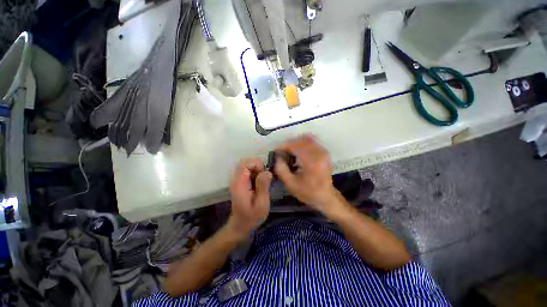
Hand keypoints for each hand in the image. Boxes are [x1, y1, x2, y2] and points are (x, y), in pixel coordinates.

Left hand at [227, 158, 272, 240]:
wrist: (240, 225)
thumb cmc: (251, 217)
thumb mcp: (261, 204)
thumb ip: (263, 187)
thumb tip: (267, 171)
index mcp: (239, 183)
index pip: (244, 163)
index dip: (256, 164)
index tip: (264, 174)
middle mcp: (236, 179)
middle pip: (245, 162)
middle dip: (257, 166)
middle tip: (264, 178)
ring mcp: (237, 180)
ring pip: (247, 165)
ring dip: (257, 170)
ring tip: (263, 181)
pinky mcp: (240, 182)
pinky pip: (248, 171)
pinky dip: (256, 173)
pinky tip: (259, 183)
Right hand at [274, 135, 339, 213]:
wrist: (326, 196)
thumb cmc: (308, 192)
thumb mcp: (290, 184)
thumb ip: (281, 169)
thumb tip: (278, 156)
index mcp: (311, 162)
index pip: (295, 146)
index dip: (283, 146)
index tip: (276, 151)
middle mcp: (319, 154)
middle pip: (300, 140)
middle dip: (288, 144)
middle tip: (281, 152)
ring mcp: (323, 151)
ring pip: (306, 139)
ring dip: (295, 143)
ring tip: (289, 152)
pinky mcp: (324, 152)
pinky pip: (311, 141)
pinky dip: (302, 143)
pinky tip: (297, 151)